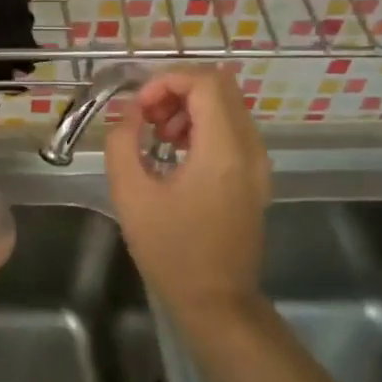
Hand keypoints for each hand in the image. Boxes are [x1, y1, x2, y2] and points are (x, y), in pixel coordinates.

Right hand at [106, 66, 271, 324]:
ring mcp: (258, 163)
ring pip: (227, 104)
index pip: (205, 82)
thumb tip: (131, 112)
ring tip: (157, 136)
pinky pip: (232, 128)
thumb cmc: (170, 250)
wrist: (216, 301)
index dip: (166, 81)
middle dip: (177, 89)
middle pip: (220, 85)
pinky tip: (176, 152)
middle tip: (146, 117)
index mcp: (224, 150)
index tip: (139, 107)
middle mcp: (250, 148)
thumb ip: (123, 141)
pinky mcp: (255, 175)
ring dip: (189, 106)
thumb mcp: (130, 194)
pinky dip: (202, 125)